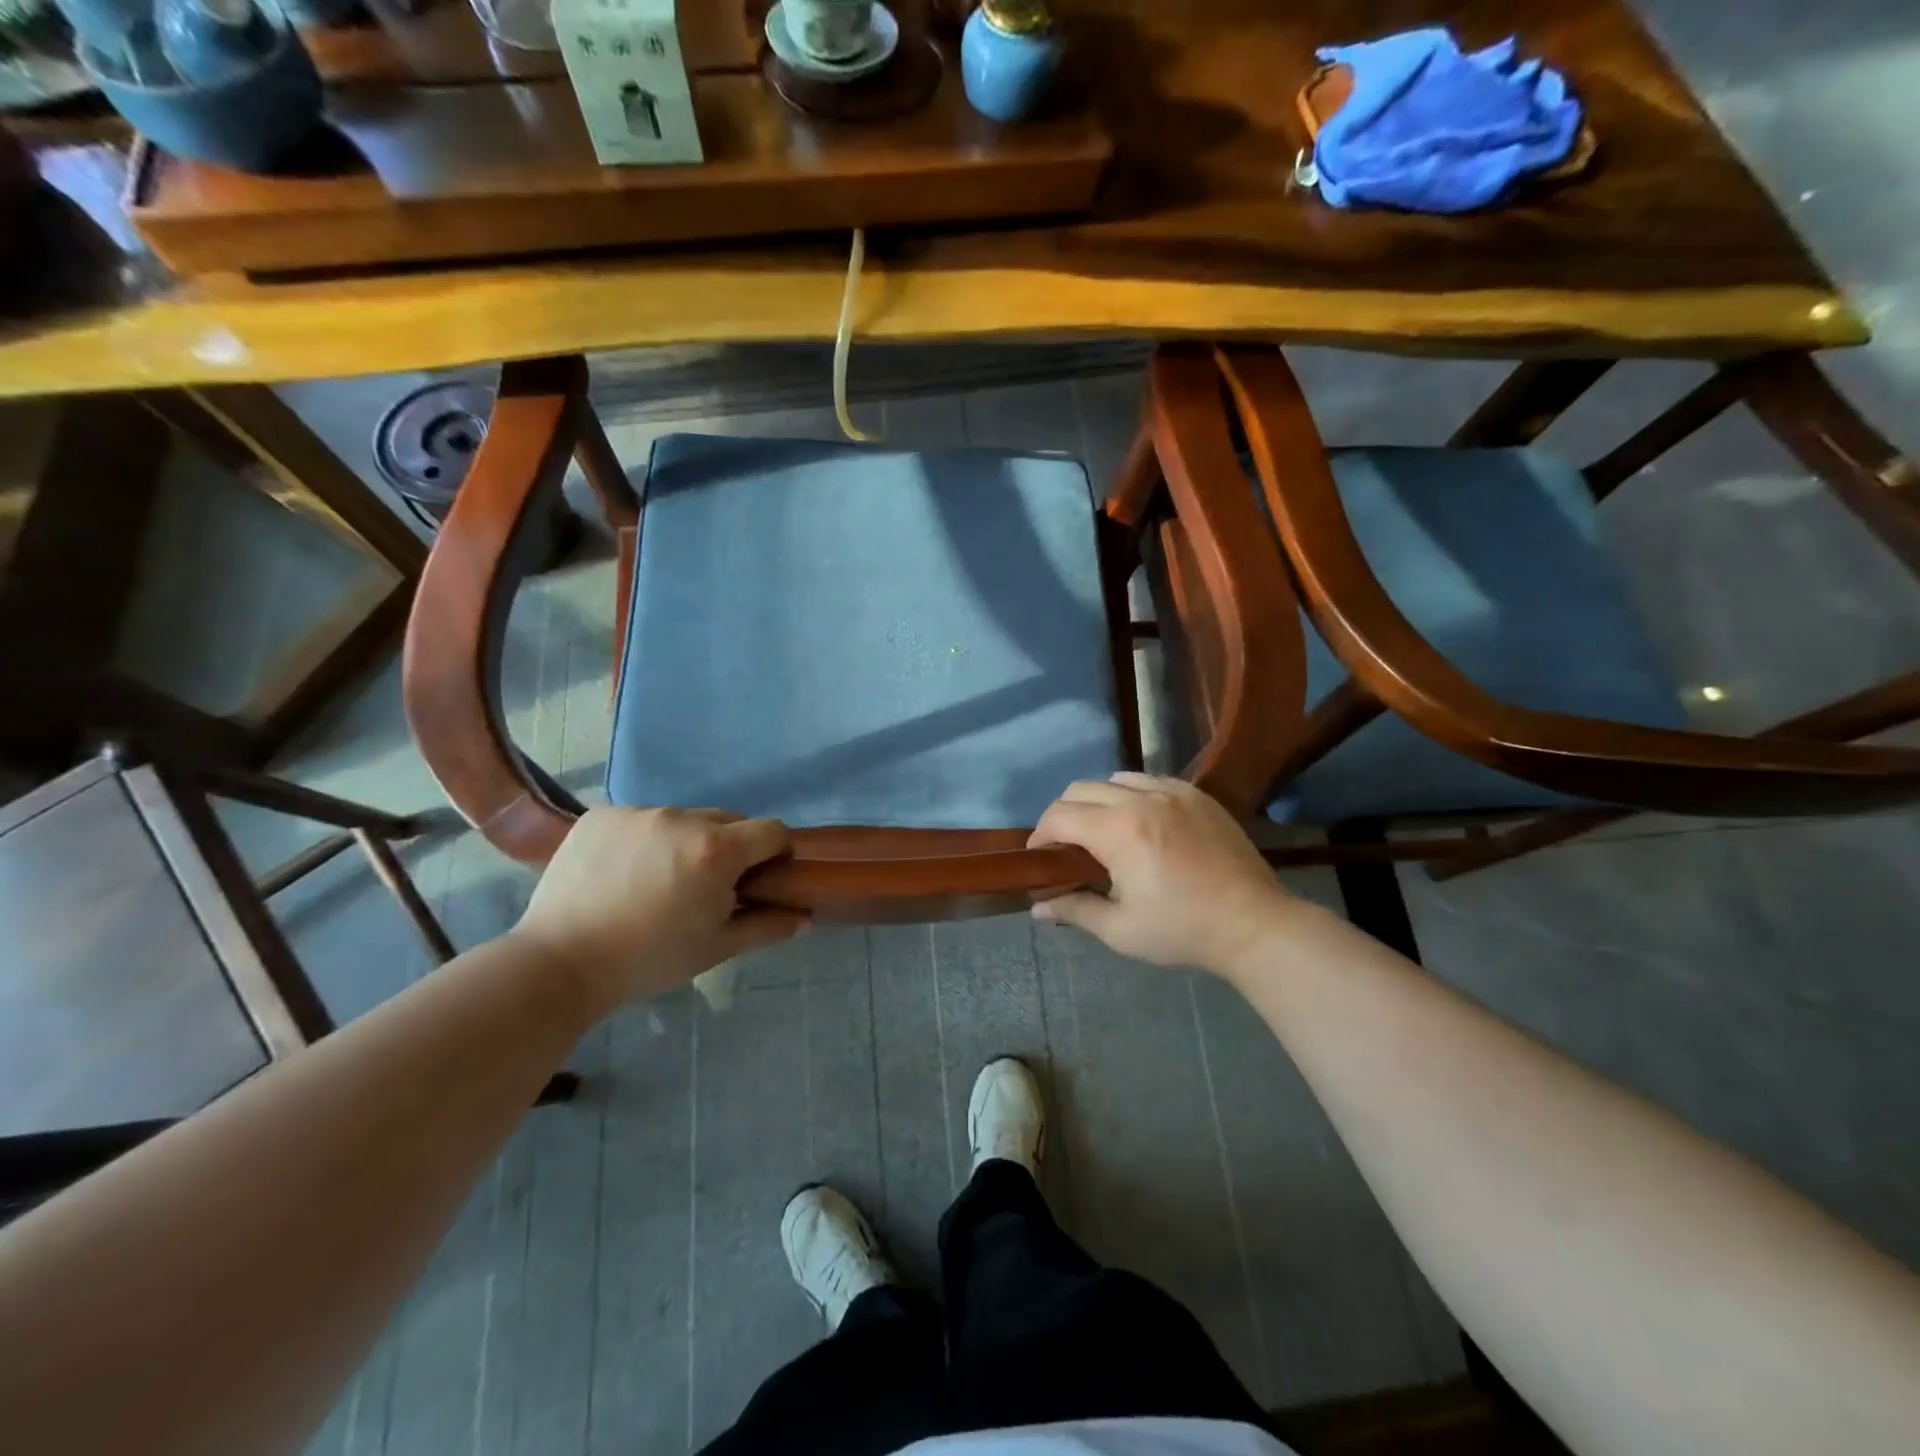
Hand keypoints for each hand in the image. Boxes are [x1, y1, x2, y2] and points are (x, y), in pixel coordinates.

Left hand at [513, 807, 805, 1009]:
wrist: (559, 963)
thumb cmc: (648, 961)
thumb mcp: (715, 948)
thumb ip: (766, 926)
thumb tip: (804, 916)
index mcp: (717, 850)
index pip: (772, 830)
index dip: (776, 853)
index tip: (761, 878)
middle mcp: (682, 818)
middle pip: (728, 821)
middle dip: (730, 847)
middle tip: (708, 885)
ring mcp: (638, 812)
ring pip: (683, 819)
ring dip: (686, 841)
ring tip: (659, 880)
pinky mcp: (601, 814)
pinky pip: (642, 819)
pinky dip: (645, 839)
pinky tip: (624, 872)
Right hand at [1028, 774, 1299, 975]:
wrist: (1254, 924)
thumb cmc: (1182, 931)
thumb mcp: (1120, 930)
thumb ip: (1074, 910)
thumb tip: (1038, 907)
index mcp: (1119, 831)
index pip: (1060, 816)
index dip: (1040, 835)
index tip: (1040, 858)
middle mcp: (1142, 799)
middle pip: (1080, 789)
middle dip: (1063, 815)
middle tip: (1066, 848)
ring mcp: (1173, 791)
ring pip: (1115, 779)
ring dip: (1097, 801)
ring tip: (1103, 832)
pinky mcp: (1197, 795)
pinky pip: (1150, 780)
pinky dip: (1132, 795)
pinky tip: (1141, 823)